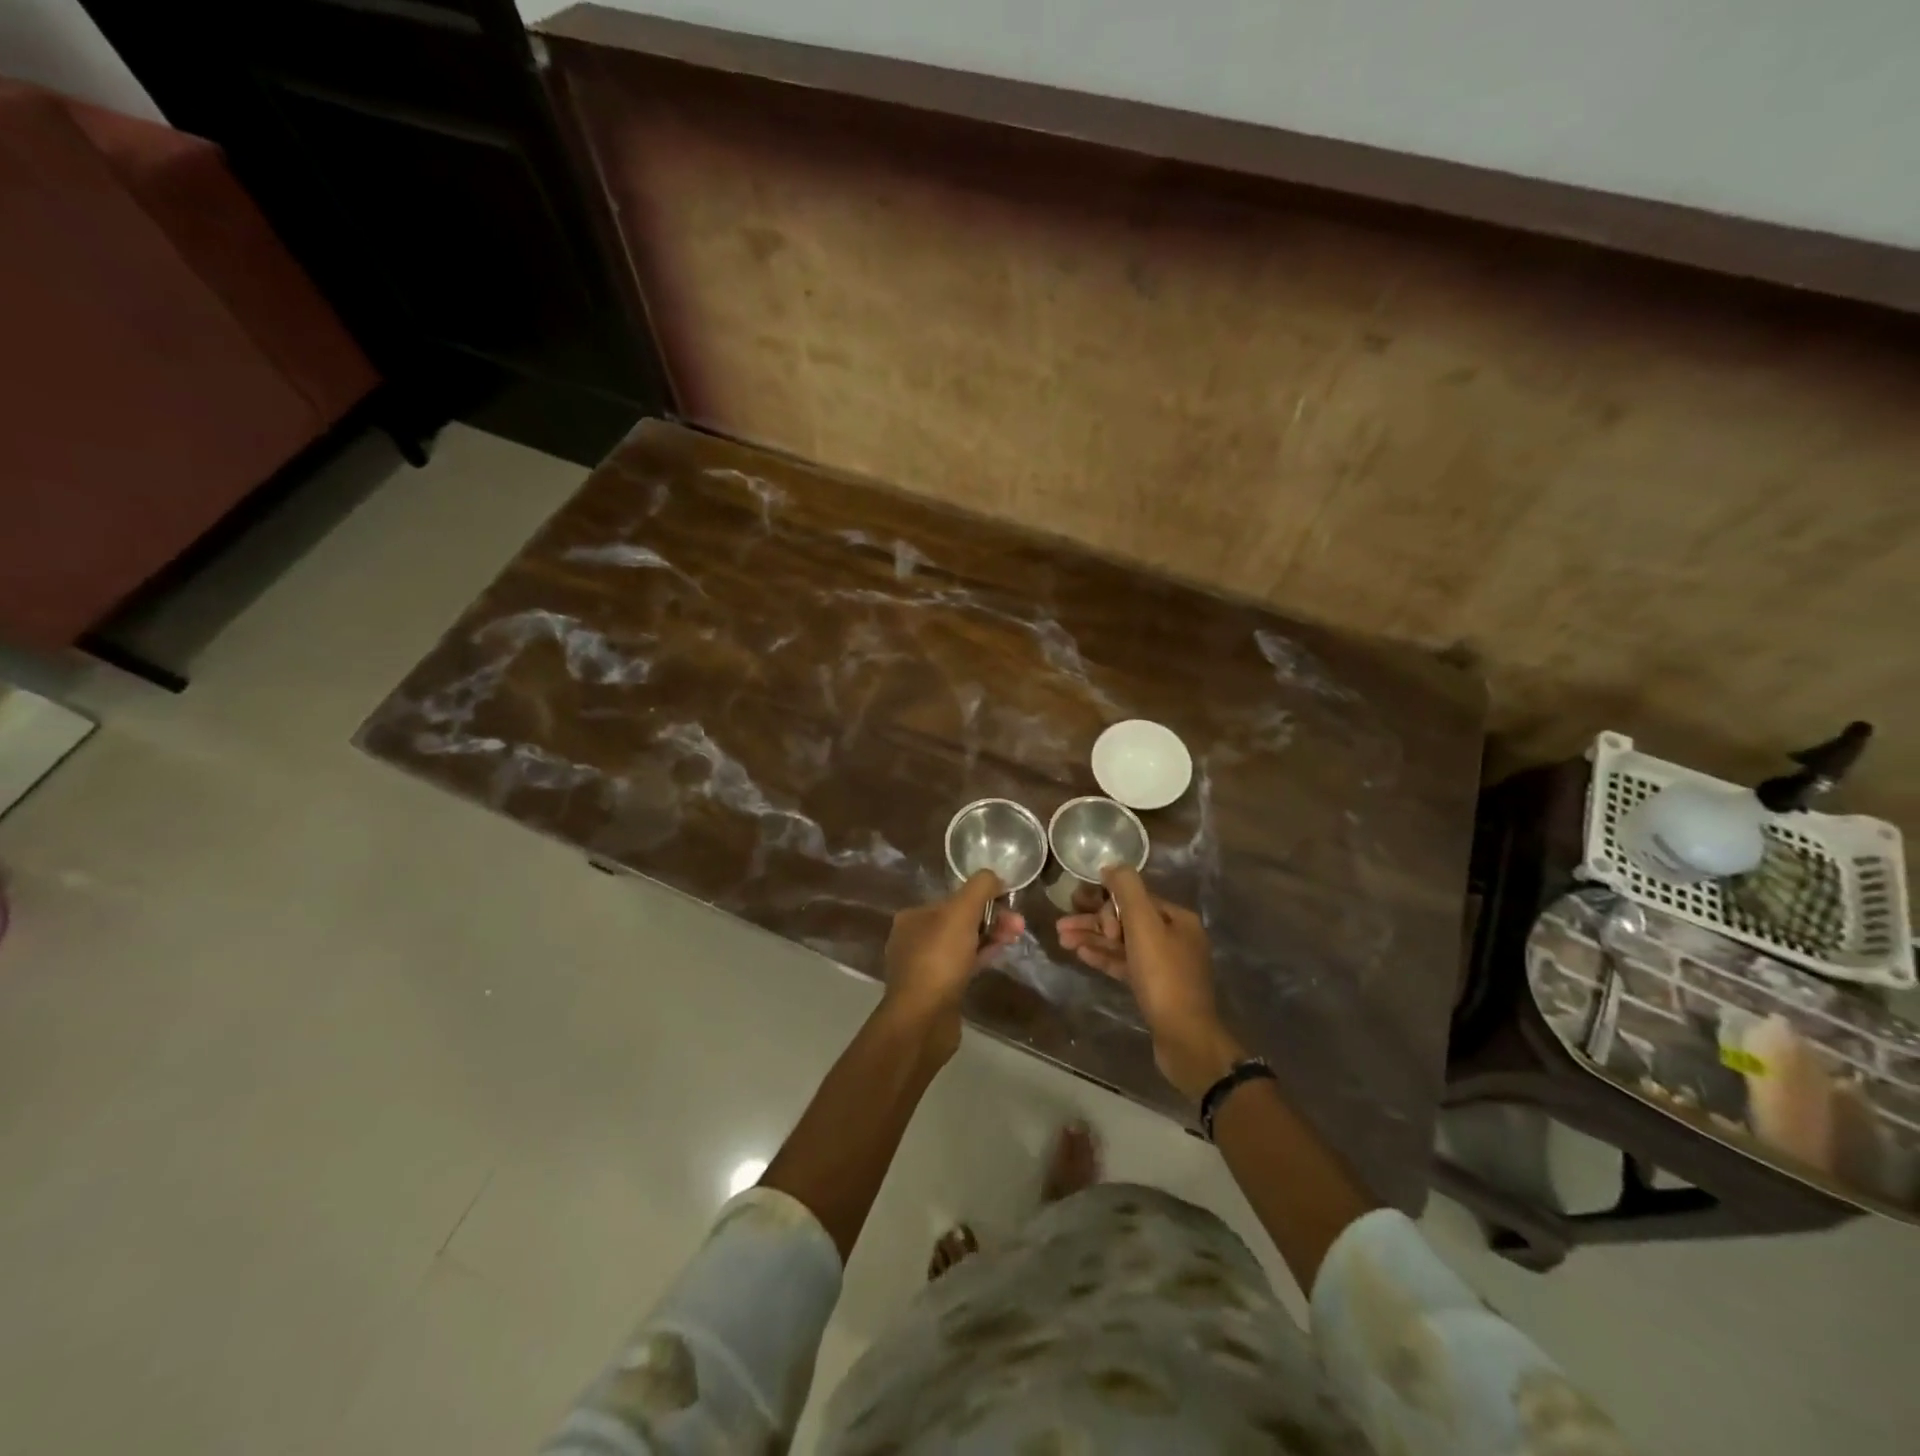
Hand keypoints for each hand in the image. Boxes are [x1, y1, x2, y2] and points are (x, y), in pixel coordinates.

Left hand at [880, 871, 1024, 1060]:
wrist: (922, 1021)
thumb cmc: (939, 960)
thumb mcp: (961, 912)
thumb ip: (979, 887)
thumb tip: (994, 876)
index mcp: (913, 916)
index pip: (953, 899)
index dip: (984, 899)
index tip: (1009, 904)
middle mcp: (914, 939)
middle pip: (960, 921)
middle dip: (991, 919)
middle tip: (1018, 926)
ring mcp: (924, 967)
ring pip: (963, 944)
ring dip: (989, 938)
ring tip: (1015, 939)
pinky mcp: (936, 990)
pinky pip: (962, 966)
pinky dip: (981, 958)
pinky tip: (998, 958)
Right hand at [1056, 866, 1243, 1099]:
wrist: (1184, 1037)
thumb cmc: (1163, 976)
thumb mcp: (1144, 924)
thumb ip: (1128, 890)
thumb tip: (1111, 866)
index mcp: (1177, 918)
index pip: (1134, 898)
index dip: (1105, 902)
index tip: (1080, 910)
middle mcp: (1174, 937)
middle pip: (1126, 920)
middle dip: (1093, 921)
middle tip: (1061, 924)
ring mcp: (1165, 965)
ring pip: (1122, 943)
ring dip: (1093, 939)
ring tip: (1061, 939)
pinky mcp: (1155, 988)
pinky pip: (1125, 964)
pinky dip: (1104, 957)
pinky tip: (1081, 955)